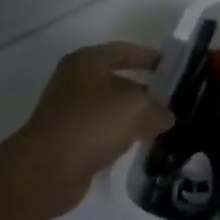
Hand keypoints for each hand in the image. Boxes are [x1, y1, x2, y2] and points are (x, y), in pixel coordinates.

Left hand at [3, 42, 173, 219]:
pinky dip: (119, 133)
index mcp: (87, 61)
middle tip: (170, 101)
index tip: (172, 67)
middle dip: (144, 90)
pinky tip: (137, 143)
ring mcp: (68, 109)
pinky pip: (101, 129)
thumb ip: (157, 108)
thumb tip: (165, 116)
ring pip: (110, 107)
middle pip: (117, 79)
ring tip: (159, 125)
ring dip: (133, 115)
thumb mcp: (136, 107)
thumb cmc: (93, 122)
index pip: (124, 50)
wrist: (47, 168)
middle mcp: (75, 80)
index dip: (149, 56)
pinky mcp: (67, 136)